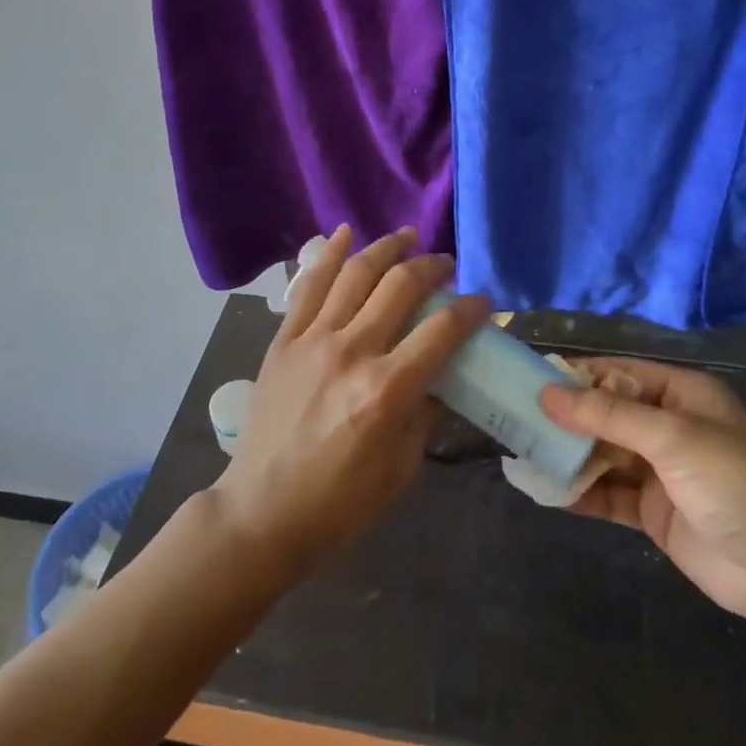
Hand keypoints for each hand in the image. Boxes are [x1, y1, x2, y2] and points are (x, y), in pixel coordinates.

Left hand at [212, 226, 490, 580]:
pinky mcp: (283, 340)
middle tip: (445, 264)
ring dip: (386, 248)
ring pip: (355, 274)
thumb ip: (426, 410)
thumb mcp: (402, 467)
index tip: (483, 302)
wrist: (262, 513)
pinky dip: (329, 255)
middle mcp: (351, 352)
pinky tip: (347, 233)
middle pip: (399, 286)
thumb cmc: (340, 503)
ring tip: (408, 236)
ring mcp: (312, 340)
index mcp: (387, 390)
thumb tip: (442, 371)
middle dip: (431, 267)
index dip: (470, 310)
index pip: (441, 330)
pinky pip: (308, 286)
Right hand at [538, 357, 745, 627]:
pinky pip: (607, 494)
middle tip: (516, 417)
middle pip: (606, 414)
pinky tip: (546, 491)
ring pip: (602, 454)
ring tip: (522, 451)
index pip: (617, 374)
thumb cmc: (734, 482)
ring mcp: (659, 471)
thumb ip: (608, 416)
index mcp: (679, 394)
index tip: (531, 379)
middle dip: (566, 417)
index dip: (577, 375)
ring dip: (568, 454)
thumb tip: (548, 394)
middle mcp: (667, 426)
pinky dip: (579, 492)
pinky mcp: (653, 511)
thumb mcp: (671, 437)